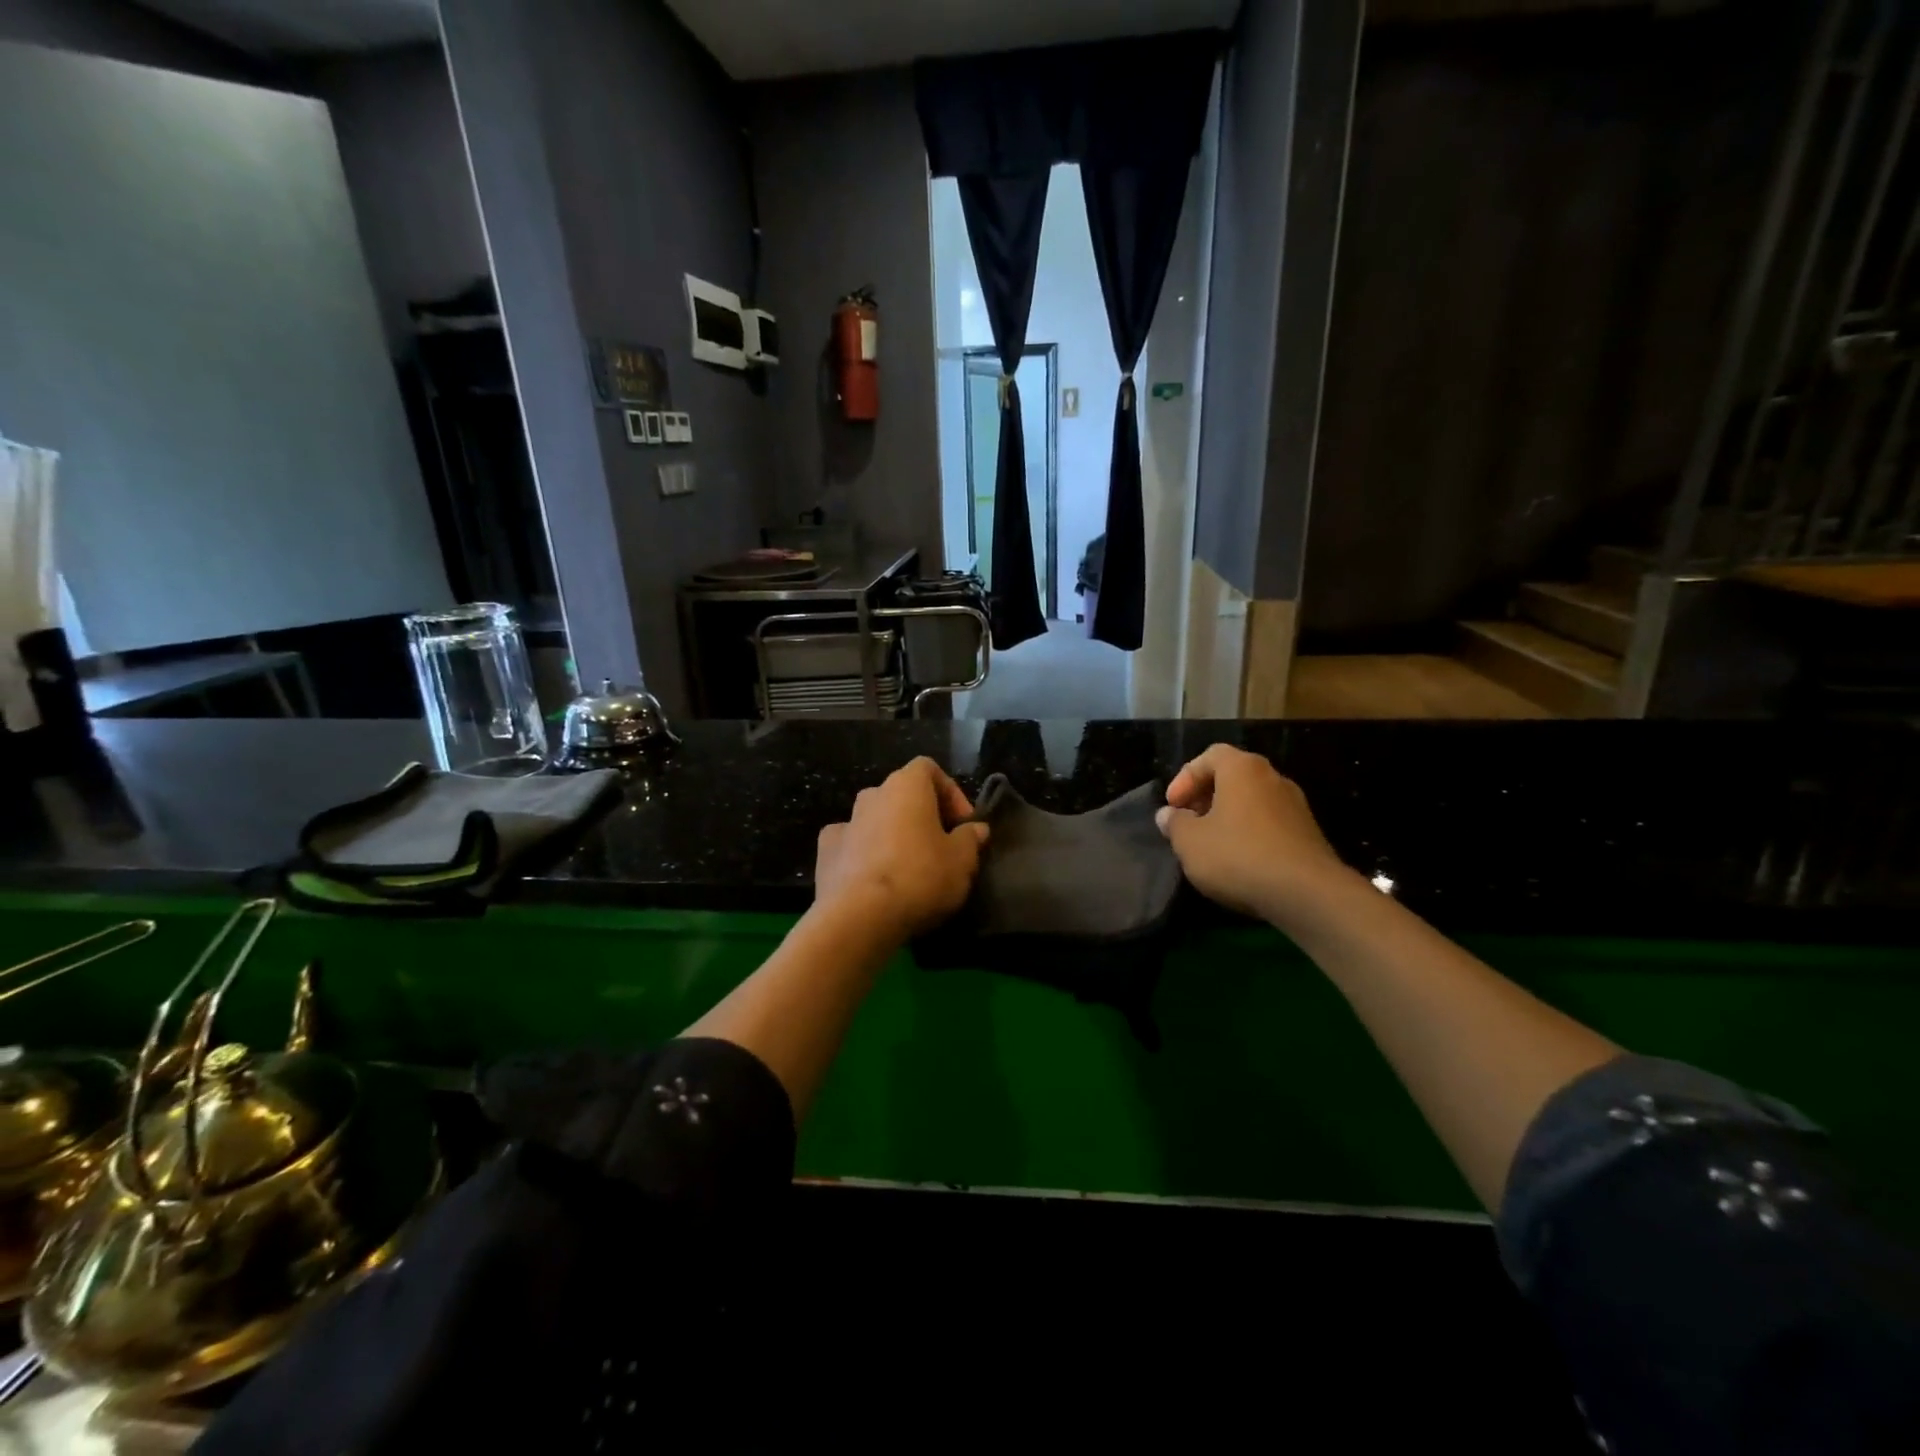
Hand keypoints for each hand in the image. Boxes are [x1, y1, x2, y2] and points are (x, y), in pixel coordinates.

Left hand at [813, 757, 989, 944]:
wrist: (859, 917)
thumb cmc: (919, 877)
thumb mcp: (962, 861)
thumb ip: (970, 839)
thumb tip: (976, 829)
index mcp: (906, 786)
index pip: (929, 769)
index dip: (950, 792)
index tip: (963, 824)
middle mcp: (873, 795)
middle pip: (901, 795)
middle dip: (922, 815)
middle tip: (940, 846)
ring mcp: (845, 822)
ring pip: (875, 819)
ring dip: (892, 834)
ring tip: (908, 867)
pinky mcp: (825, 852)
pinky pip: (851, 844)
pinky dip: (864, 854)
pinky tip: (875, 880)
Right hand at [1155, 744, 1349, 924]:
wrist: (1307, 894)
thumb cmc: (1239, 856)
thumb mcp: (1190, 842)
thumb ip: (1175, 824)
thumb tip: (1168, 814)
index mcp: (1243, 769)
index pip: (1209, 756)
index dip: (1185, 778)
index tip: (1173, 806)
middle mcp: (1272, 778)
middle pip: (1232, 777)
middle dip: (1205, 797)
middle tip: (1188, 822)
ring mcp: (1295, 805)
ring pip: (1251, 801)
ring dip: (1227, 816)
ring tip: (1209, 844)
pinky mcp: (1308, 833)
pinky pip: (1269, 823)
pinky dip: (1248, 833)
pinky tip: (1238, 860)